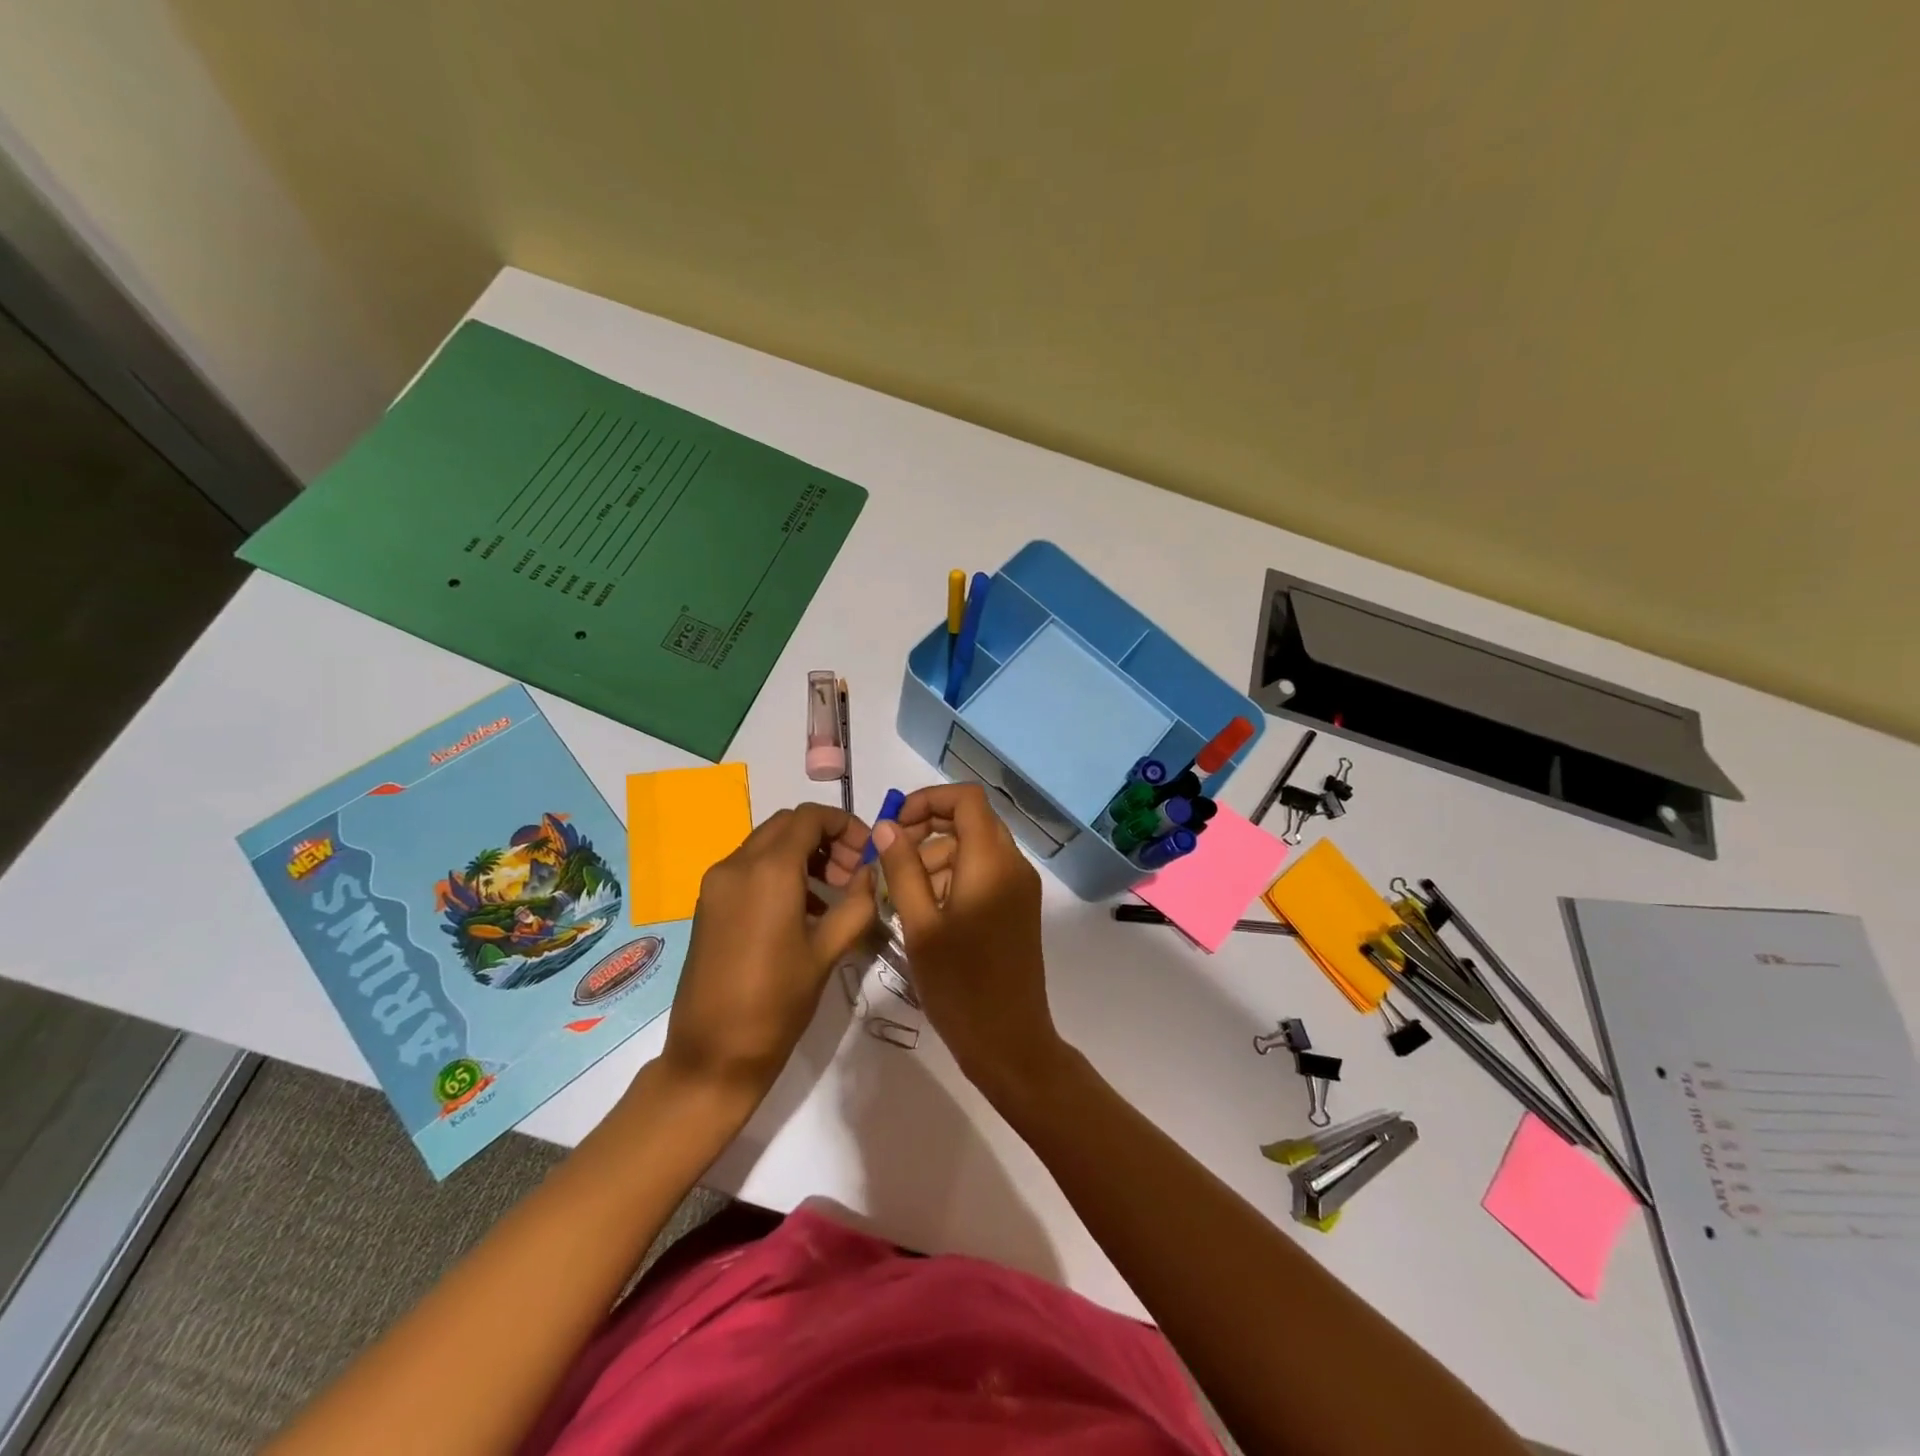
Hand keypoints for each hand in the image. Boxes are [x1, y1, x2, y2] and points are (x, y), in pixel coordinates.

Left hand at [658, 804, 875, 1103]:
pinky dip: (780, 871)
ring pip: (767, 844)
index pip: (810, 817)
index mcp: (768, 871)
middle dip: (826, 838)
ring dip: (803, 854)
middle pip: (787, 825)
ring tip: (833, 894)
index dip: (846, 825)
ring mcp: (717, 884)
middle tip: (852, 873)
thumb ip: (857, 904)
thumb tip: (870, 874)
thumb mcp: (828, 952)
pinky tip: (803, 910)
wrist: (712, 1056)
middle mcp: (736, 865)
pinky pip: (749, 868)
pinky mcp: (708, 904)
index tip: (869, 854)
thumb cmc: (777, 1004)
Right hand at [872, 784, 1066, 1103]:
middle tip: (891, 857)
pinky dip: (955, 876)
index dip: (928, 800)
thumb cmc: (959, 985)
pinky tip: (927, 909)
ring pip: (976, 846)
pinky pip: (985, 872)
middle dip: (928, 829)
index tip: (895, 825)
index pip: (967, 798)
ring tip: (901, 891)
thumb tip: (887, 826)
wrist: (1009, 1041)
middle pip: (971, 820)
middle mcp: (1013, 865)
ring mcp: (1020, 887)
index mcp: (991, 862)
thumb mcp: (920, 926)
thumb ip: (902, 869)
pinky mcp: (1018, 907)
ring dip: (938, 855)